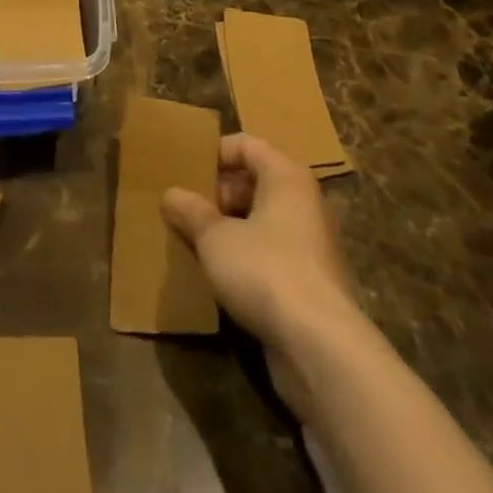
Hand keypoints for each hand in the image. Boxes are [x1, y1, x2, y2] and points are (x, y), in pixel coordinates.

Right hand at [163, 134, 365, 398]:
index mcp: (286, 177)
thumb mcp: (215, 238)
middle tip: (186, 209)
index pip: (247, 145)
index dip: (215, 153)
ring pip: (262, 222)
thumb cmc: (265, 270)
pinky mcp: (311, 283)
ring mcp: (311, 245)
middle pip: (256, 182)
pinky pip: (271, 255)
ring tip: (195, 242)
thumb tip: (171, 194)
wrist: (320, 348)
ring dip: (230, 229)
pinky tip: (219, 277)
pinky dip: (246, 259)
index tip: (186, 171)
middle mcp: (304, 202)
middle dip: (218, 194)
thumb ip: (192, 212)